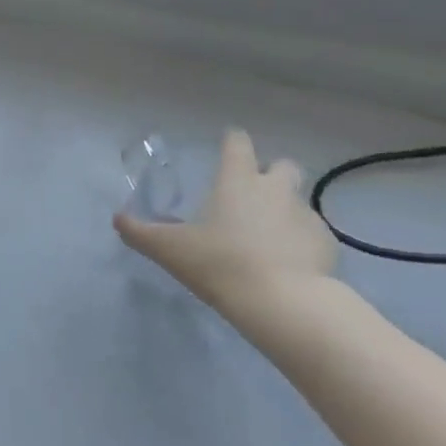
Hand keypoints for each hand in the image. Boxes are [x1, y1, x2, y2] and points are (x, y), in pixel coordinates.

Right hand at [114, 128, 339, 323]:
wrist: (284, 303)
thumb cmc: (220, 263)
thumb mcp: (169, 250)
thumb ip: (139, 232)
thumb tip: (118, 219)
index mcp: (237, 180)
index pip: (238, 142)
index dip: (231, 143)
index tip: (225, 150)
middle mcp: (275, 188)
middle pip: (282, 165)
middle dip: (269, 174)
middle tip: (249, 198)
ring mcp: (306, 215)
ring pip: (297, 200)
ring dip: (283, 210)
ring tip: (266, 238)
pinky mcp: (328, 244)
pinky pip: (312, 233)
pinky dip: (299, 241)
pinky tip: (287, 264)